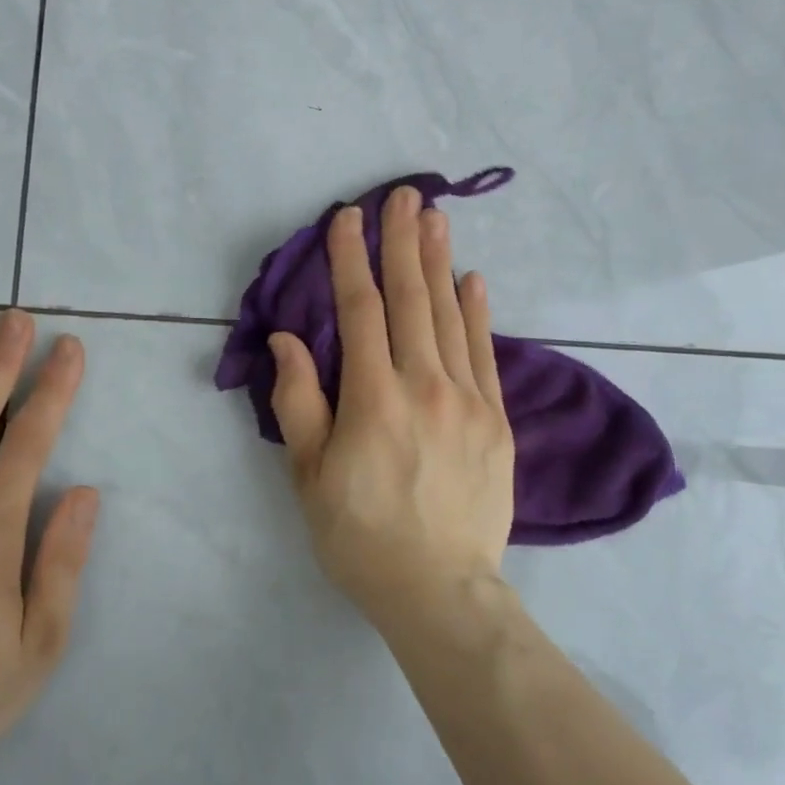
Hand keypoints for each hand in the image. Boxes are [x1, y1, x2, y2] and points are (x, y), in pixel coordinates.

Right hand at [268, 187, 514, 635]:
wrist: (440, 590)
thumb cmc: (359, 535)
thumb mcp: (308, 475)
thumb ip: (298, 401)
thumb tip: (287, 339)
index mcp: (373, 398)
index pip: (359, 310)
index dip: (350, 259)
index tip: (346, 217)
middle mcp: (424, 385)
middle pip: (411, 299)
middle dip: (401, 242)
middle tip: (402, 194)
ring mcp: (468, 400)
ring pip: (450, 316)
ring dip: (439, 263)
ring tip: (434, 217)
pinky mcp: (496, 420)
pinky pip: (486, 353)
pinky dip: (478, 312)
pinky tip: (473, 279)